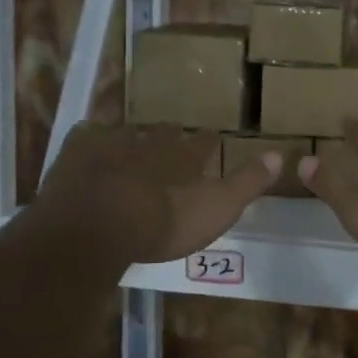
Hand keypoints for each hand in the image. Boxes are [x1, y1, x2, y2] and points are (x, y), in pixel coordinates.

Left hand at [28, 123, 278, 264]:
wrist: (97, 226)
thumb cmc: (162, 222)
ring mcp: (113, 144)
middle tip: (173, 136)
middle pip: (166, 133)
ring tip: (135, 138)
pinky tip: (90, 136)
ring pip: (129, 131)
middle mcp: (152, 142)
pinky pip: (88, 133)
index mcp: (185, 157)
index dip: (210, 142)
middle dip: (171, 135)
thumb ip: (247, 182)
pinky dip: (92, 134)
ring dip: (133, 134)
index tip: (213, 138)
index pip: (205, 143)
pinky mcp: (78, 152)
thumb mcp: (217, 208)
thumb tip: (280, 154)